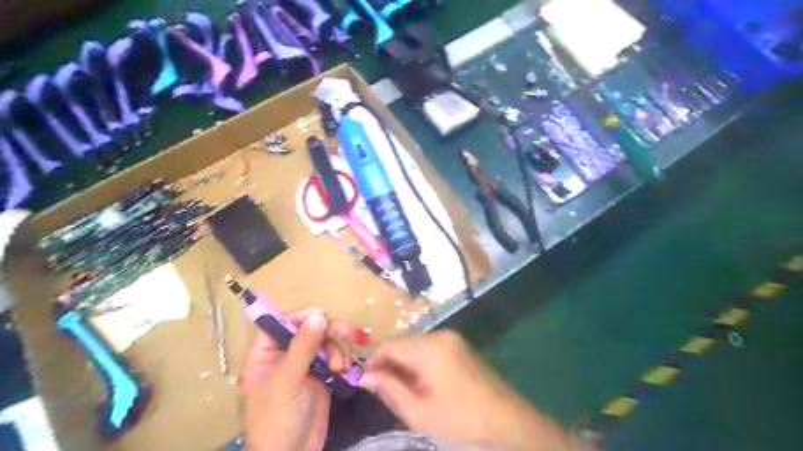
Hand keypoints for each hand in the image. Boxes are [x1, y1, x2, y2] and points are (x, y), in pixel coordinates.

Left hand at [241, 309, 353, 450]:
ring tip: (340, 366)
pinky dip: (342, 359)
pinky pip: (335, 356)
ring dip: (337, 348)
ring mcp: (306, 365)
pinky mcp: (322, 375)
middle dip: (328, 330)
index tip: (323, 315)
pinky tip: (344, 370)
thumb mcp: (287, 380)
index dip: (301, 316)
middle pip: (308, 329)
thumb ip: (303, 346)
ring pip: (325, 341)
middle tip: (346, 332)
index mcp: (266, 354)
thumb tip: (318, 315)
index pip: (281, 323)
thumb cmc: (278, 419)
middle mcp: (286, 355)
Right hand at [362, 329, 572, 449]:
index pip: (390, 345)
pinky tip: (423, 382)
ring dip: (406, 363)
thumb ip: (389, 390)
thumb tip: (366, 376)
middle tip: (385, 389)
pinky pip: (431, 347)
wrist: (507, 419)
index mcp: (430, 348)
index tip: (367, 381)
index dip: (375, 361)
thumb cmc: (461, 419)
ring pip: (417, 345)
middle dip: (391, 363)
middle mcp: (441, 335)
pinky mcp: (460, 345)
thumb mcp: (419, 412)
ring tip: (405, 389)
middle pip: (404, 342)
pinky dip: (421, 361)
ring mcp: (453, 338)